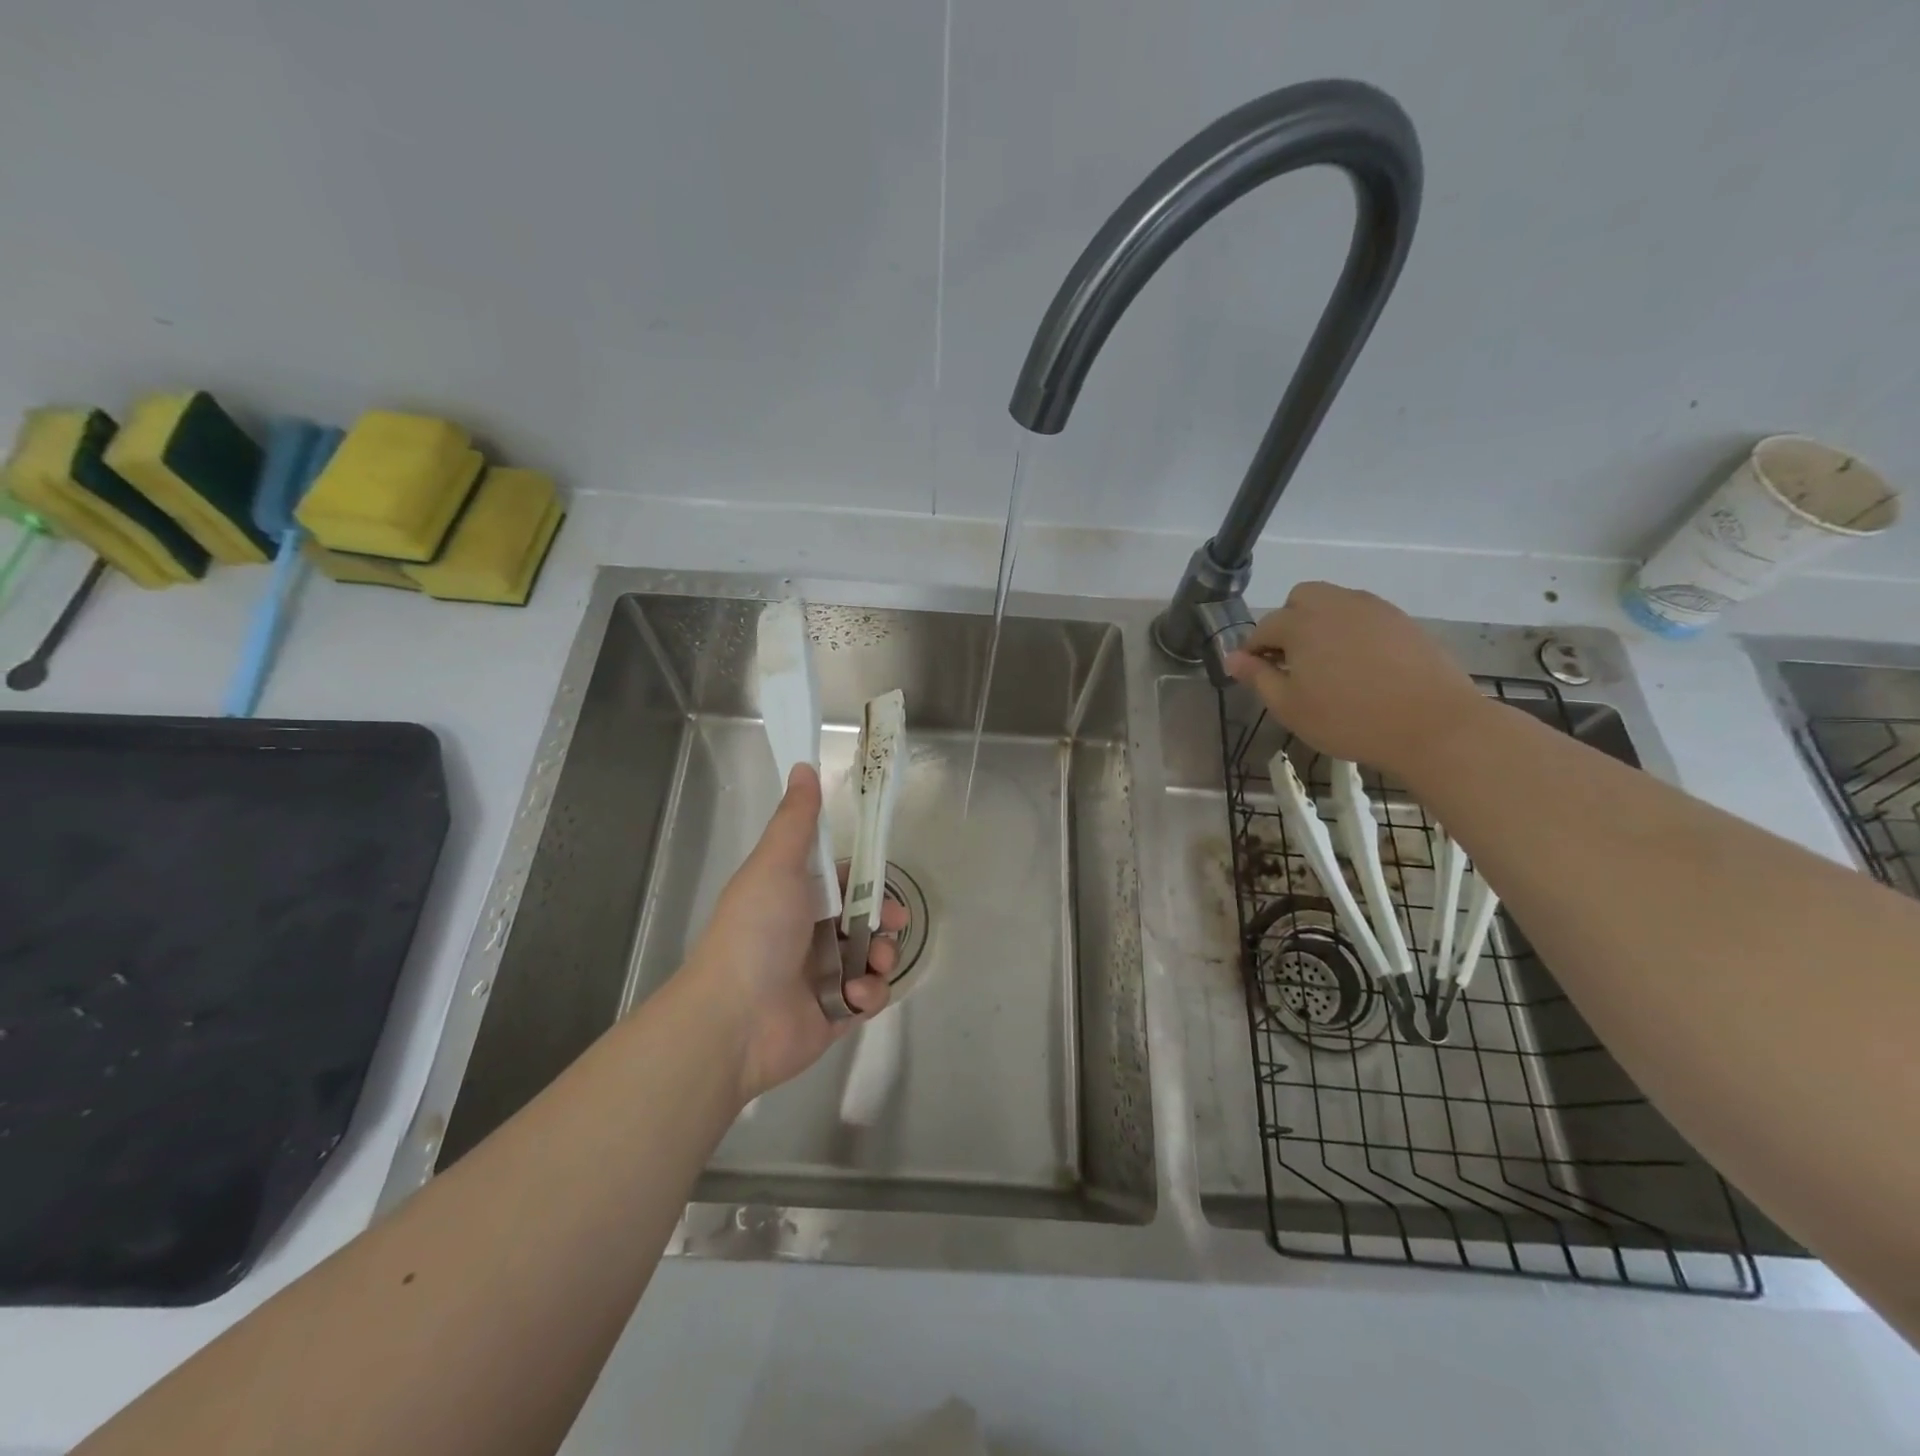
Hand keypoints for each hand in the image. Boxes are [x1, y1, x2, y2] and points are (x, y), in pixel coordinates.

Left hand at [681, 764, 904, 1103]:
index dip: (867, 881)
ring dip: (881, 958)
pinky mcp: (833, 1015)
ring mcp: (821, 978)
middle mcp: (808, 935)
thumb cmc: (757, 931)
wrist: (734, 1019)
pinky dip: (868, 995)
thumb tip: (805, 765)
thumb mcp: (776, 864)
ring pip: (872, 958)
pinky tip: (854, 997)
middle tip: (892, 925)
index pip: (843, 883)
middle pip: (864, 920)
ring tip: (873, 966)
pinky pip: (868, 998)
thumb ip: (796, 820)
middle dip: (884, 920)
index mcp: (795, 898)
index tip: (885, 885)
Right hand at [1223, 581, 1487, 777]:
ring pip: (1334, 602)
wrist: (1432, 724)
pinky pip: (1364, 615)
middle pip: (1300, 598)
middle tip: (1292, 662)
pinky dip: (1352, 631)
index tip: (1254, 674)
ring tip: (1327, 663)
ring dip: (1321, 624)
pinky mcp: (1402, 620)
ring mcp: (1373, 609)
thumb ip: (1258, 677)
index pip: (1264, 628)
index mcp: (1301, 624)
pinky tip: (1360, 665)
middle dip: (1288, 623)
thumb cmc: (1349, 720)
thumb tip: (1232, 658)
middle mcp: (1335, 604)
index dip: (1253, 651)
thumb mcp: (1290, 707)